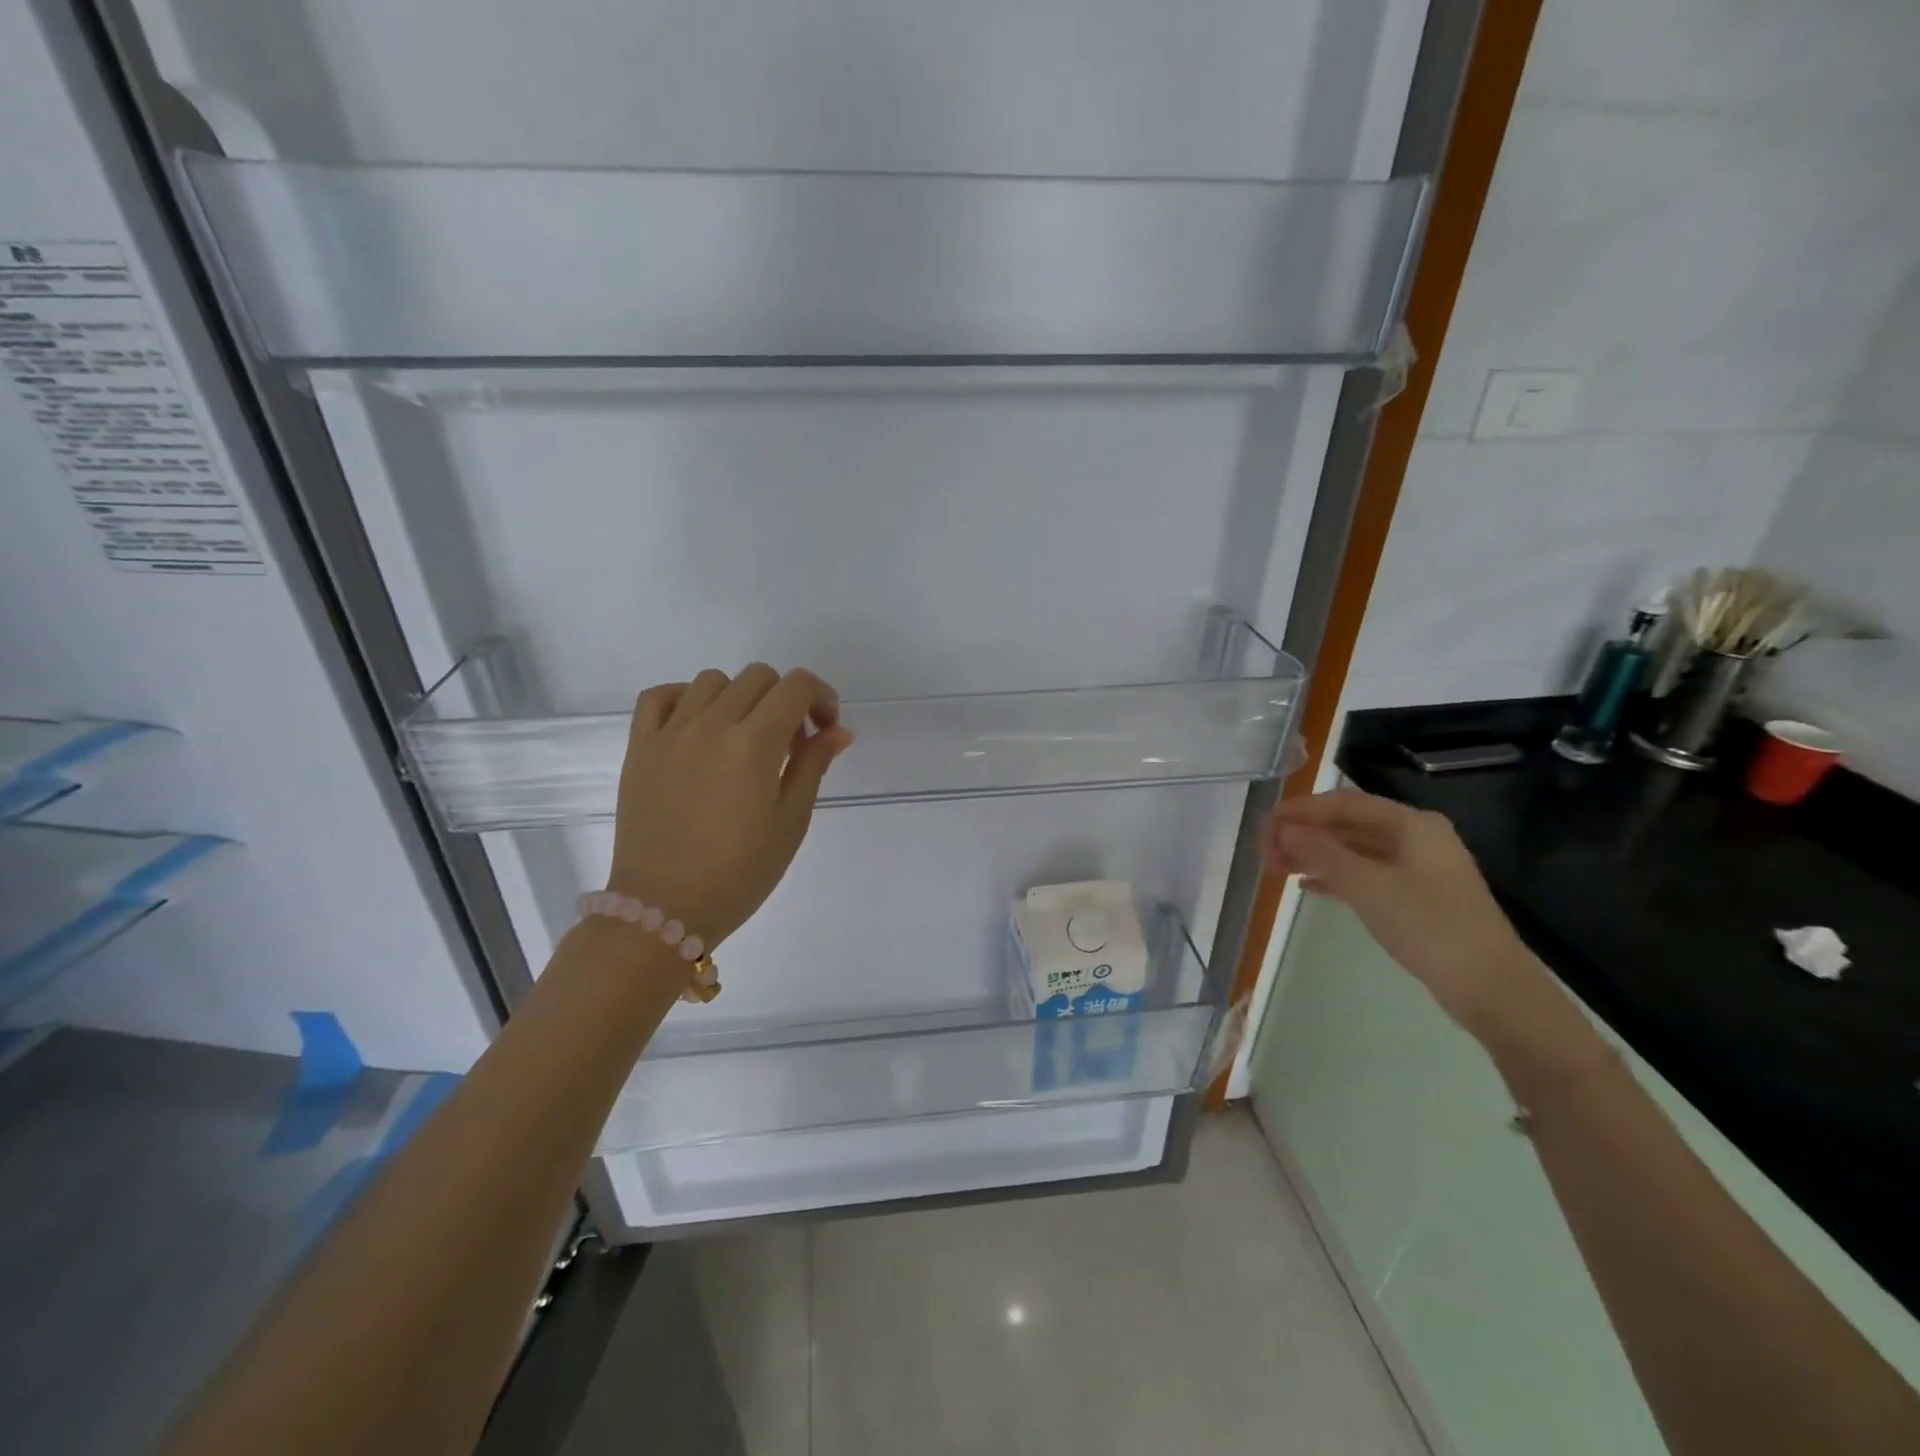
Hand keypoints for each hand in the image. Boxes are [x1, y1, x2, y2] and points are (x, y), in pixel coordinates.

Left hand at [605, 665, 852, 946]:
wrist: (663, 909)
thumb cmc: (739, 873)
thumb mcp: (790, 823)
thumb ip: (812, 766)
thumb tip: (837, 730)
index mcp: (753, 744)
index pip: (796, 686)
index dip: (821, 697)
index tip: (824, 730)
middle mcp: (710, 725)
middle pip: (758, 677)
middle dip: (786, 699)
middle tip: (790, 742)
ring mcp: (669, 733)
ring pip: (712, 680)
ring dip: (739, 698)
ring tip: (743, 737)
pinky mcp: (639, 747)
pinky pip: (659, 696)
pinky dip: (684, 698)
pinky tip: (697, 726)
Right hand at [1262, 789, 1533, 1037]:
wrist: (1490, 988)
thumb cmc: (1428, 926)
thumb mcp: (1367, 886)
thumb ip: (1321, 853)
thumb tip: (1283, 829)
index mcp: (1411, 824)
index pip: (1343, 803)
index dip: (1300, 811)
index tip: (1264, 827)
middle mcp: (1416, 838)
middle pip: (1348, 825)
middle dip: (1303, 835)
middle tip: (1264, 853)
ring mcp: (1418, 869)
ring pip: (1354, 851)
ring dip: (1314, 856)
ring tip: (1276, 869)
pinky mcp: (1417, 898)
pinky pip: (1365, 875)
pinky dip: (1335, 877)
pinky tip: (1307, 887)